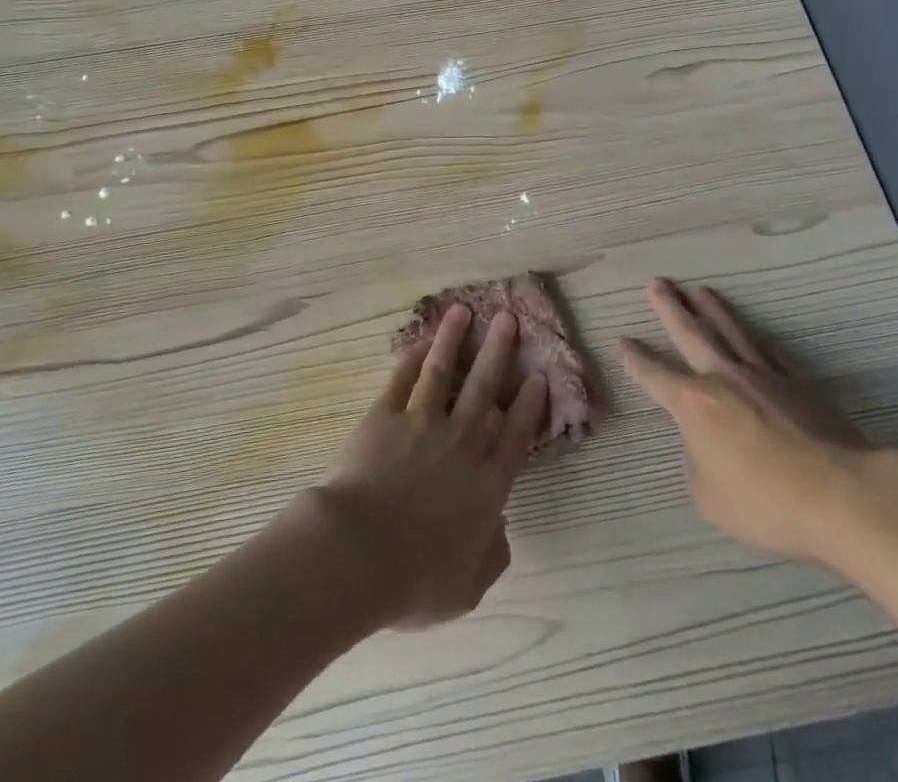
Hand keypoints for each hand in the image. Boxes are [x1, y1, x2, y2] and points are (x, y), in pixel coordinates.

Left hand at [314, 304, 548, 629]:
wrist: (358, 553)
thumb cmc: (416, 578)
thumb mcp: (468, 586)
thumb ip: (491, 554)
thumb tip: (500, 528)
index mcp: (485, 483)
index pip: (515, 434)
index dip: (529, 404)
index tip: (538, 374)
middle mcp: (460, 443)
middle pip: (484, 388)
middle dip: (497, 351)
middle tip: (507, 318)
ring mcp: (420, 424)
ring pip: (442, 372)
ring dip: (453, 340)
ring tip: (462, 311)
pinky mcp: (384, 416)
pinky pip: (402, 381)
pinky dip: (412, 360)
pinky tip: (420, 343)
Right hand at [621, 278, 897, 566]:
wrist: (840, 493)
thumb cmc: (765, 501)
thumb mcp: (709, 496)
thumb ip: (697, 462)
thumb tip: (705, 442)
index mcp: (693, 403)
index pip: (655, 375)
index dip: (636, 359)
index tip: (622, 341)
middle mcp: (723, 377)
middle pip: (691, 333)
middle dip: (670, 309)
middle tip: (657, 283)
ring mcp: (763, 375)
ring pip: (730, 331)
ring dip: (711, 310)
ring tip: (698, 290)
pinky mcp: (797, 383)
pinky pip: (769, 353)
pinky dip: (756, 341)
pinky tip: (754, 336)